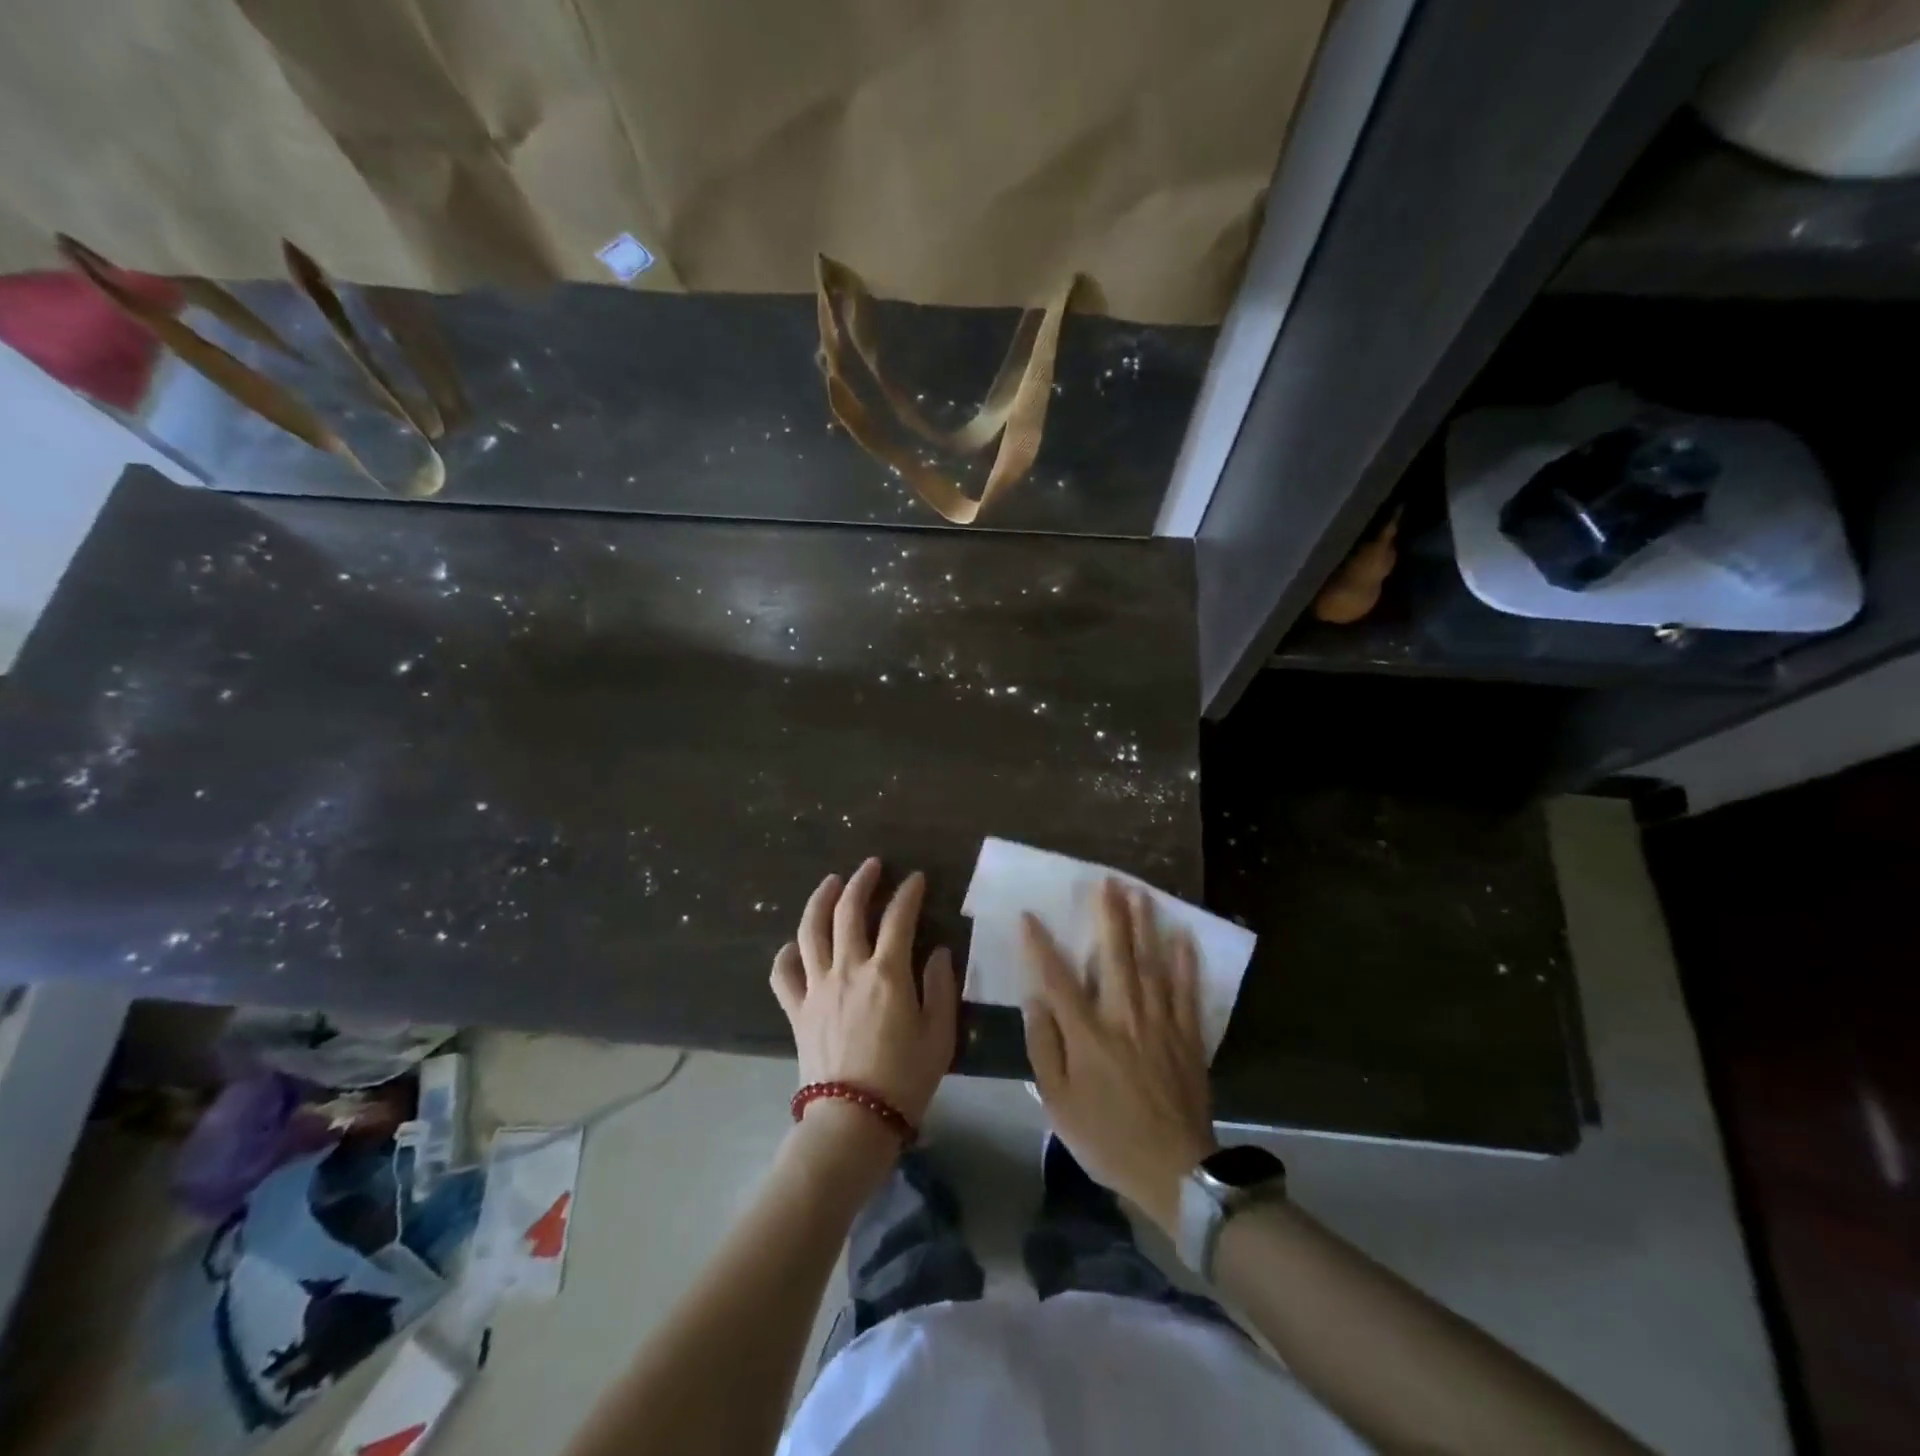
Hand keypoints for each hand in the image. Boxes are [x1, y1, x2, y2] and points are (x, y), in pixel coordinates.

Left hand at [769, 858, 957, 1128]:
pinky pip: (783, 973)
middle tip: (872, 866)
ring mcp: (817, 987)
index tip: (916, 878)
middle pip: (849, 911)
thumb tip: (939, 954)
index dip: (908, 893)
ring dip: (821, 900)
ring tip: (831, 882)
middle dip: (862, 881)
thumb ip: (941, 988)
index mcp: (887, 973)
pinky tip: (796, 944)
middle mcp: (848, 969)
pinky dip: (788, 952)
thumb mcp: (939, 1035)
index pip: (899, 917)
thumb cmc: (904, 1079)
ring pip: (812, 930)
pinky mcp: (797, 1009)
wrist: (852, 1122)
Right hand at [1022, 880, 1216, 1234]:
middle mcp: (1124, 1017)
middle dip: (1109, 915)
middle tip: (1107, 881)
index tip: (1029, 915)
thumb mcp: (1058, 1103)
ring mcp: (1160, 1023)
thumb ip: (1045, 1047)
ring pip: (1151, 963)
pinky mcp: (1187, 1036)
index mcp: (1088, 1034)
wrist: (1175, 1171)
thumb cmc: (1107, 1138)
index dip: (1041, 945)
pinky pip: (1187, 990)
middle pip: (1115, 956)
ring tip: (1140, 893)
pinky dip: (1185, 962)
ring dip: (1145, 925)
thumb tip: (1036, 1000)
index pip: (1058, 978)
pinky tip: (1183, 936)